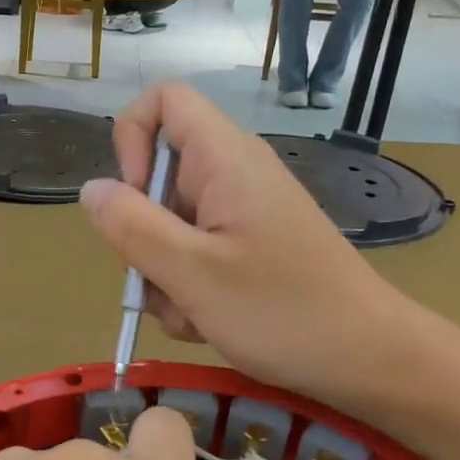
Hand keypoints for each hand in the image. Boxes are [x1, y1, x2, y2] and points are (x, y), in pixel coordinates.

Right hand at [79, 81, 428, 410]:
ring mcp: (241, 214)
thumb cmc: (282, 311)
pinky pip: (194, 252)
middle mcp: (232, 175)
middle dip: (142, 232)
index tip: (131, 198)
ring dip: (162, 272)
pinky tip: (205, 320)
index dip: (130, 139)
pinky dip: (187, 286)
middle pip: (156, 175)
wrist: (368, 359)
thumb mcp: (191, 273)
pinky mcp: (248, 247)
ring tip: (189, 312)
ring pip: (170, 224)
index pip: (163, 101)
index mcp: (225, 160)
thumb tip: (91, 190)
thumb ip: (132, 227)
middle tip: (158, 277)